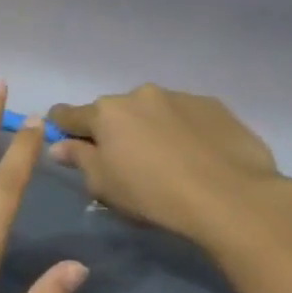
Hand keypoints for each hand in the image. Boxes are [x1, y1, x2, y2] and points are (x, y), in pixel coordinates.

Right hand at [46, 85, 285, 247]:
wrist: (231, 197)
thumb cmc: (151, 193)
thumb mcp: (101, 184)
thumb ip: (78, 159)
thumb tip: (60, 146)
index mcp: (105, 112)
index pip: (67, 114)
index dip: (62, 129)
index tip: (67, 145)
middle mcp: (139, 95)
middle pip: (113, 112)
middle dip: (112, 130)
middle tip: (124, 161)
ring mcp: (180, 98)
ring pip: (151, 111)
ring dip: (149, 128)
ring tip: (165, 159)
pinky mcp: (216, 107)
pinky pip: (185, 116)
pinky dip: (181, 130)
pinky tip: (194, 156)